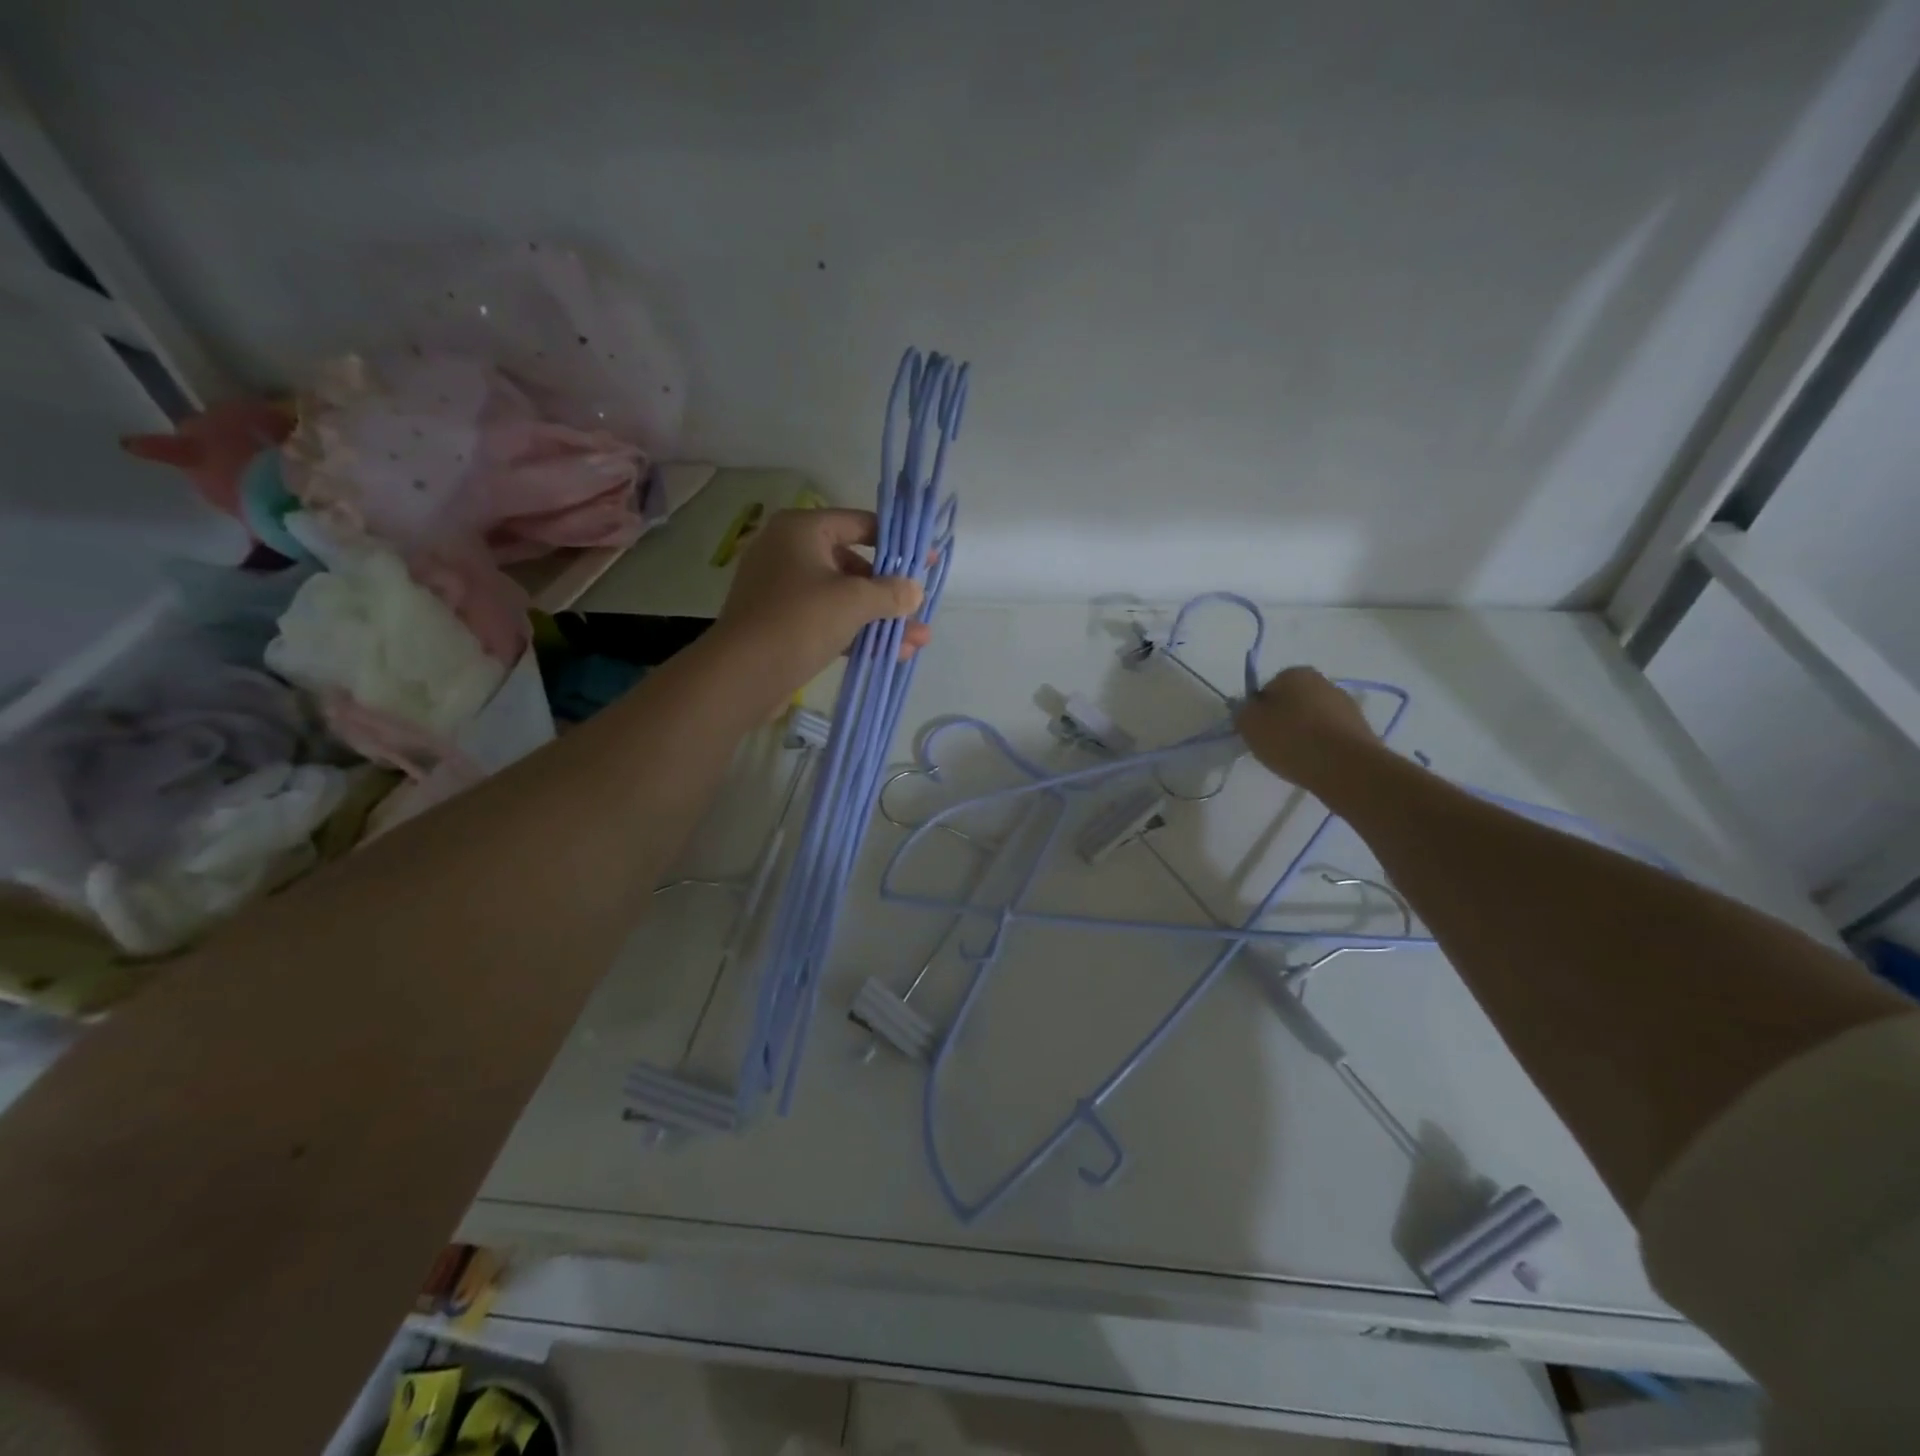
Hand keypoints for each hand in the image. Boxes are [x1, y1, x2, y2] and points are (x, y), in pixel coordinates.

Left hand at [717, 508, 930, 688]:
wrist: (742, 675)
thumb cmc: (799, 620)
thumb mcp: (854, 601)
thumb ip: (890, 592)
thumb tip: (914, 590)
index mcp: (801, 530)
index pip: (860, 524)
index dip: (898, 543)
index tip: (928, 562)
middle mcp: (789, 552)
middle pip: (853, 564)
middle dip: (891, 591)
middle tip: (920, 608)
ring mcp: (784, 590)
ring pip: (844, 598)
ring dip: (881, 618)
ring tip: (918, 639)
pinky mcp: (784, 624)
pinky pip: (829, 621)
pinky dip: (858, 633)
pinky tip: (892, 653)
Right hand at [1236, 666, 1382, 788]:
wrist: (1346, 767)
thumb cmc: (1292, 739)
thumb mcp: (1249, 724)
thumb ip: (1242, 711)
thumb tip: (1249, 709)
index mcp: (1294, 673)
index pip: (1266, 690)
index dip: (1258, 712)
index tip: (1257, 733)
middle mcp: (1322, 681)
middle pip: (1291, 703)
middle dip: (1281, 721)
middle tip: (1273, 746)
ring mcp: (1345, 704)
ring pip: (1311, 719)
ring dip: (1302, 734)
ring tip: (1295, 758)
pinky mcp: (1360, 728)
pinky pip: (1329, 735)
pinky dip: (1320, 746)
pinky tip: (1315, 762)